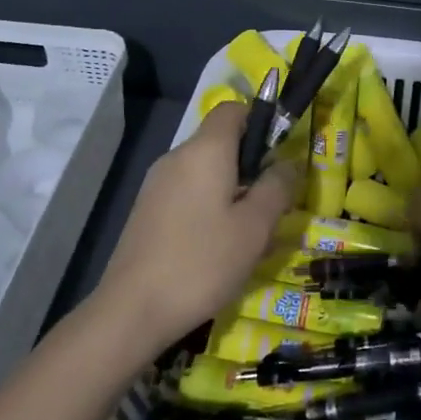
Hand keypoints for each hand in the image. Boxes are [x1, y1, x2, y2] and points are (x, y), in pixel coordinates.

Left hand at [93, 102, 298, 353]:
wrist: (132, 310)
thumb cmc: (202, 262)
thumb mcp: (255, 227)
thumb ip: (277, 187)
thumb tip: (288, 163)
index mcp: (205, 150)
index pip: (233, 109)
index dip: (260, 121)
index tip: (279, 154)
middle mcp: (177, 157)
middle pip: (220, 142)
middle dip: (250, 165)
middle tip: (272, 204)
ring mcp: (156, 184)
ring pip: (205, 171)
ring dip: (231, 191)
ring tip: (249, 233)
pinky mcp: (146, 210)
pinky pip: (187, 193)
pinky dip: (208, 206)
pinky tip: (218, 247)